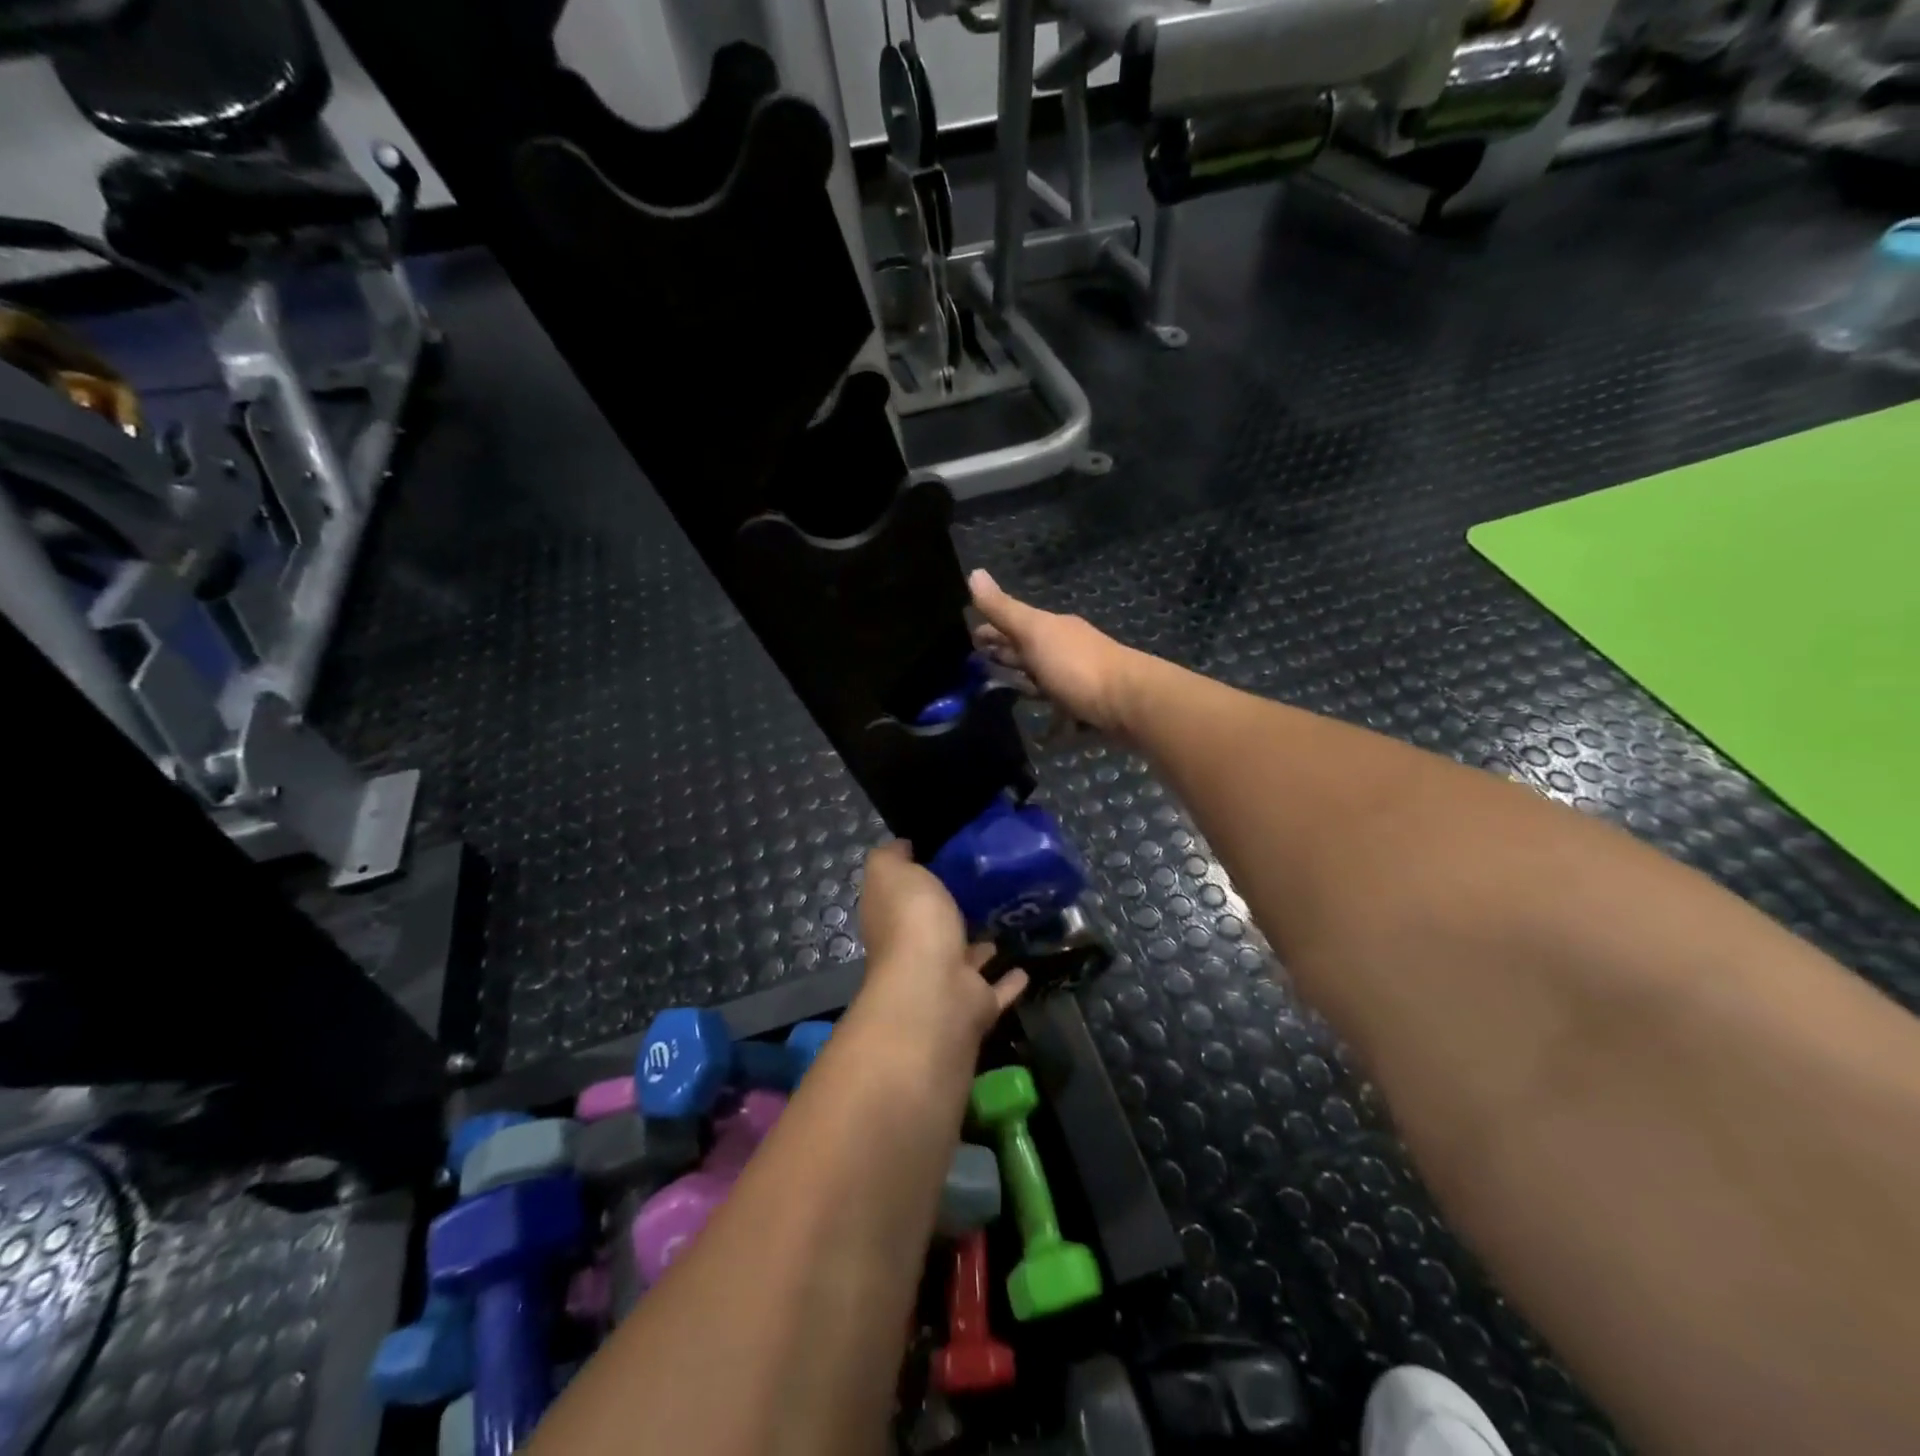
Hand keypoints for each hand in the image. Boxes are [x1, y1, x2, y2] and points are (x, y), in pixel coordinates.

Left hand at [853, 841, 1026, 1074]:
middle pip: (933, 926)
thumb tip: (903, 847)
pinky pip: (996, 989)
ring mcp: (946, 980)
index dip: (918, 873)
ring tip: (1006, 919)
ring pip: (966, 957)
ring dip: (981, 944)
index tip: (948, 852)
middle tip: (986, 883)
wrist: (935, 990)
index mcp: (892, 919)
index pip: (902, 892)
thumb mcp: (892, 872)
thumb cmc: (912, 922)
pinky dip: (1009, 981)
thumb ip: (892, 856)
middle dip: (952, 909)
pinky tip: (1025, 968)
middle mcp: (914, 951)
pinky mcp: (976, 1004)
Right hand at [969, 570, 1147, 736]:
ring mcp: (1080, 680)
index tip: (970, 638)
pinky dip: (1052, 722)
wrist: (1129, 702)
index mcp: (1053, 629)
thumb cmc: (1076, 665)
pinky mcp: (1090, 709)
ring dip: (1028, 685)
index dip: (992, 630)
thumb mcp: (1034, 632)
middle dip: (1007, 656)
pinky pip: (1064, 713)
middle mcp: (1068, 650)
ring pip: (1046, 680)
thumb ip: (1003, 609)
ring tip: (1004, 695)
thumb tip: (973, 572)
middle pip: (1030, 651)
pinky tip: (1042, 737)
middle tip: (978, 666)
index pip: (1015, 625)